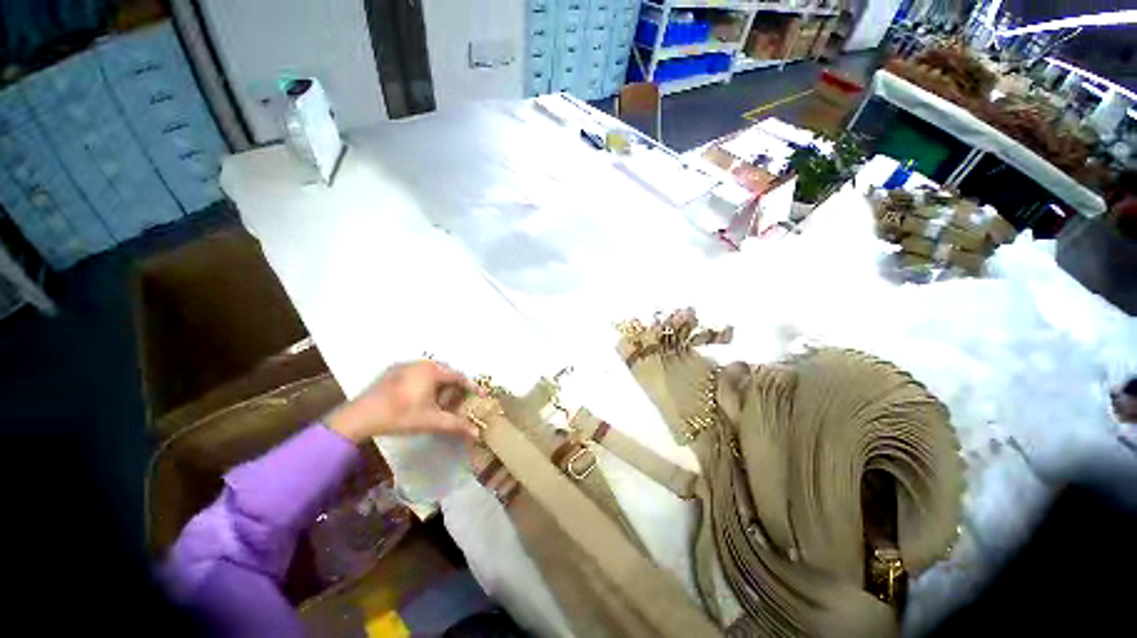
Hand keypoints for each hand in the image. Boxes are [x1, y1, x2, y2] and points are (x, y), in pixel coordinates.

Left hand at [327, 360, 480, 442]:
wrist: (360, 416)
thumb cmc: (401, 416)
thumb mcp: (431, 421)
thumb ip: (456, 425)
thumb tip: (477, 433)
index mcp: (433, 371)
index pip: (459, 376)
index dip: (471, 386)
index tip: (480, 395)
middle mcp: (421, 363)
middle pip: (446, 372)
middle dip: (454, 386)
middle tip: (457, 400)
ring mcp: (405, 365)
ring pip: (431, 371)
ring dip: (439, 384)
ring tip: (439, 400)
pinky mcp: (393, 371)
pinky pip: (417, 372)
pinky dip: (425, 382)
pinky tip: (420, 396)